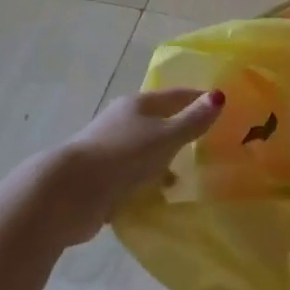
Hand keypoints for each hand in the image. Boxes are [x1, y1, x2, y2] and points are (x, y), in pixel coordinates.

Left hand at [44, 89, 223, 244]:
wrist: (68, 193)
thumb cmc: (123, 156)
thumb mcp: (165, 137)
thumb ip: (192, 120)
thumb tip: (219, 95)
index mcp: (139, 104)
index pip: (176, 95)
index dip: (198, 99)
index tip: (221, 108)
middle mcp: (123, 120)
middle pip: (159, 120)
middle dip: (181, 129)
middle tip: (208, 143)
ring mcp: (110, 148)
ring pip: (145, 148)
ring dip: (164, 158)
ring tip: (187, 174)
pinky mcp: (100, 176)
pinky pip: (133, 173)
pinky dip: (147, 179)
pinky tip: (159, 194)